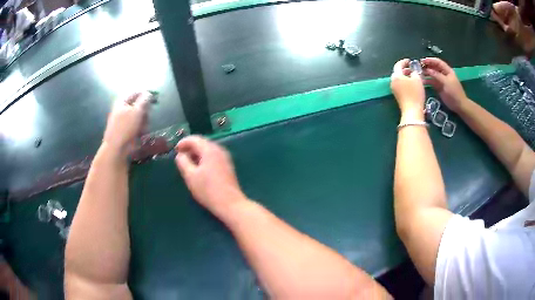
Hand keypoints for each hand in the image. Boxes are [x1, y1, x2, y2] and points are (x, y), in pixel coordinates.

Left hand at [102, 92, 149, 157]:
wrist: (116, 148)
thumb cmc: (126, 127)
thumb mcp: (137, 111)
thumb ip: (144, 100)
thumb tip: (149, 93)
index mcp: (122, 101)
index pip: (136, 93)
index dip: (146, 95)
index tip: (155, 100)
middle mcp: (122, 109)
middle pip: (138, 105)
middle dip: (144, 112)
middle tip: (147, 117)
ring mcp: (123, 120)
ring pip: (138, 116)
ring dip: (143, 122)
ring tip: (143, 128)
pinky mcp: (125, 130)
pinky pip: (136, 126)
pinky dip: (139, 129)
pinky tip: (140, 134)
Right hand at [174, 136, 245, 214]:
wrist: (230, 204)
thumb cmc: (208, 190)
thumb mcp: (190, 176)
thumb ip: (183, 162)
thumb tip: (180, 154)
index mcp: (210, 150)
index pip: (194, 139)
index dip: (183, 142)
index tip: (175, 150)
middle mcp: (219, 150)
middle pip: (202, 143)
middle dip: (190, 147)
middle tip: (180, 156)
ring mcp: (225, 157)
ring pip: (208, 150)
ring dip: (197, 153)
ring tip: (188, 163)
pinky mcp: (228, 166)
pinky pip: (213, 156)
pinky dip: (204, 158)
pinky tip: (199, 168)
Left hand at [391, 58, 425, 116]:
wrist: (412, 111)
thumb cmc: (415, 94)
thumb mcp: (417, 79)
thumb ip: (415, 72)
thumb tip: (413, 71)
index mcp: (396, 76)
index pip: (398, 65)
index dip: (404, 62)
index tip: (409, 61)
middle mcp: (393, 81)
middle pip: (398, 72)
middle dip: (405, 69)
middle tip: (412, 68)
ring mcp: (394, 89)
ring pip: (399, 79)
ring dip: (405, 76)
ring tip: (413, 76)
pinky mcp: (397, 96)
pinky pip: (400, 85)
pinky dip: (405, 82)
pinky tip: (412, 84)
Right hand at [421, 58, 467, 112]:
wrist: (459, 105)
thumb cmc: (454, 93)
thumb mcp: (446, 82)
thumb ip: (437, 75)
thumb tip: (427, 69)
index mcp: (447, 70)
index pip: (438, 62)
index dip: (430, 60)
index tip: (422, 60)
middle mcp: (443, 73)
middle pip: (434, 67)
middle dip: (427, 66)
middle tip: (418, 67)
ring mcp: (440, 80)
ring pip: (432, 74)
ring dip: (426, 73)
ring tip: (418, 73)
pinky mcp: (438, 87)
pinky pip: (431, 82)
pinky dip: (427, 81)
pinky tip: (422, 81)